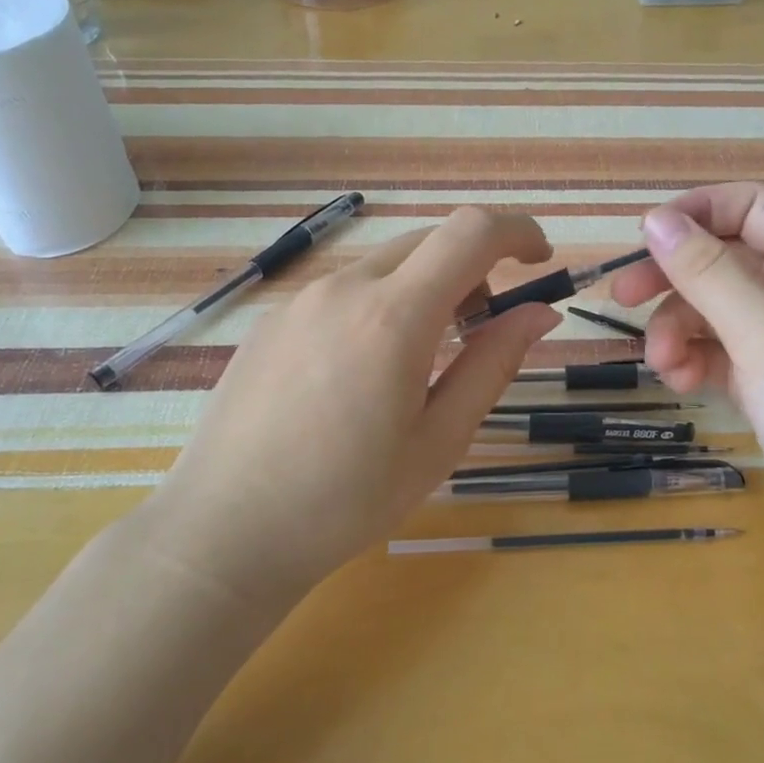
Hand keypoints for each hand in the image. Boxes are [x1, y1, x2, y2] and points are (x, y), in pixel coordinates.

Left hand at [144, 208, 561, 604]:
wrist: (224, 532)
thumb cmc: (346, 500)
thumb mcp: (439, 440)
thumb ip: (492, 364)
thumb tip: (540, 313)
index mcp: (393, 316)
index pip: (471, 232)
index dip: (518, 230)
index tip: (540, 260)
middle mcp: (344, 288)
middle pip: (429, 241)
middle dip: (473, 267)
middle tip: (481, 329)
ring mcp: (300, 300)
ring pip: (385, 265)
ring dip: (424, 288)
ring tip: (420, 360)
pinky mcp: (272, 320)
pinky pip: (344, 290)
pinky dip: (379, 305)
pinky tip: (361, 374)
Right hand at [610, 183, 763, 590]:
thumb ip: (708, 272)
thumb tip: (655, 219)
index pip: (749, 206)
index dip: (696, 212)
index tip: (645, 240)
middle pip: (722, 258)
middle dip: (671, 276)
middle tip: (622, 298)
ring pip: (714, 310)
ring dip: (678, 328)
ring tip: (664, 365)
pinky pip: (720, 353)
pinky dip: (695, 361)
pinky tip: (683, 384)